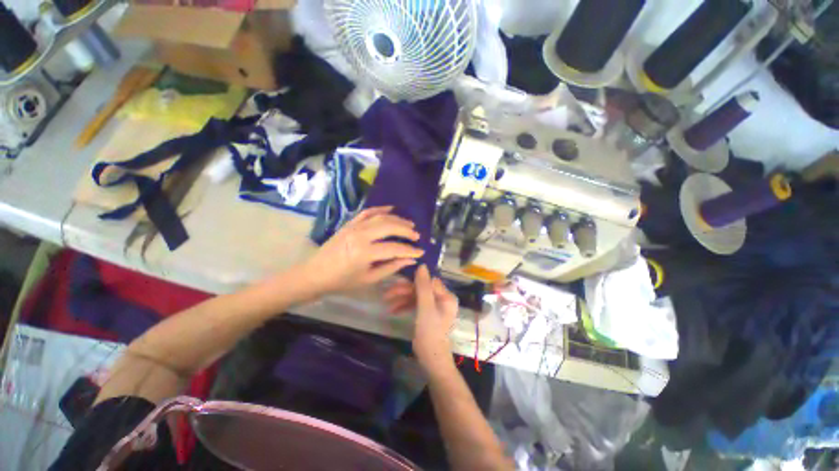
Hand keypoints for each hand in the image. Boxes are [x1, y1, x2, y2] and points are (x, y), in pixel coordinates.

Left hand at [302, 206, 423, 294]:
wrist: (315, 274)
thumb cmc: (342, 281)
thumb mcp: (368, 279)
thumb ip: (391, 267)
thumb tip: (410, 260)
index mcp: (364, 253)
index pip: (394, 248)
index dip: (410, 250)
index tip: (421, 251)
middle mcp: (360, 235)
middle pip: (389, 227)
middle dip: (406, 230)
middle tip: (417, 236)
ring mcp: (354, 226)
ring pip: (380, 217)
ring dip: (397, 219)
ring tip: (410, 224)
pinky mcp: (349, 223)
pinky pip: (367, 212)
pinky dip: (380, 209)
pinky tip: (391, 209)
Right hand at [385, 265, 458, 370]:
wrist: (432, 360)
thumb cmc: (430, 333)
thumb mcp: (425, 308)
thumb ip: (423, 286)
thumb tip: (422, 265)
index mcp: (446, 296)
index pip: (428, 281)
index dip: (413, 281)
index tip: (397, 282)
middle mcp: (442, 299)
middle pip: (421, 288)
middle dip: (404, 291)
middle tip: (387, 294)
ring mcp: (435, 307)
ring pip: (417, 296)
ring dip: (402, 299)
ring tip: (387, 303)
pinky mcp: (428, 314)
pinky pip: (416, 305)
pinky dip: (406, 306)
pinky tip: (394, 310)